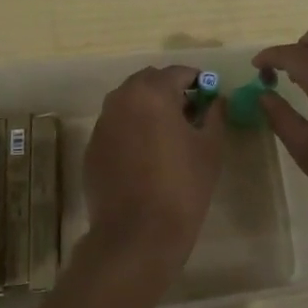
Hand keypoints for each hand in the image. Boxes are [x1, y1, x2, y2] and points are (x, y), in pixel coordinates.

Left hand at [80, 65, 225, 286]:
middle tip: (189, 113)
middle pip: (148, 82)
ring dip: (148, 108)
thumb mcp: (210, 147)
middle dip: (169, 90)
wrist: (138, 234)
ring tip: (167, 135)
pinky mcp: (92, 149)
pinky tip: (145, 157)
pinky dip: (131, 130)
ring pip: (128, 103)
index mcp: (152, 93)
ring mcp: (102, 125)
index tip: (209, 96)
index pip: (178, 73)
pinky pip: (115, 127)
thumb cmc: (182, 186)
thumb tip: (216, 101)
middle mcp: (121, 100)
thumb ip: (214, 115)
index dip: (198, 81)